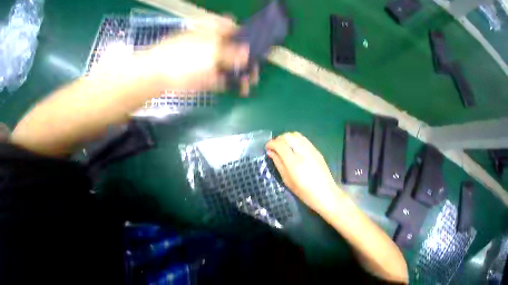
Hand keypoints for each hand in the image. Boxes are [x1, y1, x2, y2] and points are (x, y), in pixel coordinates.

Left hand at [140, 16, 258, 95]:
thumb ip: (231, 53)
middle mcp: (216, 47)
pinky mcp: (212, 78)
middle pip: (237, 53)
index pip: (235, 31)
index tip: (258, 49)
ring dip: (243, 76)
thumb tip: (248, 52)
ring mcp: (214, 64)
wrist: (164, 75)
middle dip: (248, 63)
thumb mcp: (211, 52)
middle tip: (255, 74)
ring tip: (249, 85)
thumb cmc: (186, 58)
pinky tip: (242, 90)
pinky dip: (235, 85)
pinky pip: (228, 81)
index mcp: (215, 33)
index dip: (247, 38)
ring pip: (234, 69)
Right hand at [266, 132, 342, 212]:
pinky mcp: (316, 150)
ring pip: (295, 134)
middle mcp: (303, 153)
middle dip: (278, 139)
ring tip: (283, 146)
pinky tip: (292, 147)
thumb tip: (270, 152)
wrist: (327, 194)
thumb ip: (278, 163)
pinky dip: (294, 139)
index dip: (271, 143)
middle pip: (288, 136)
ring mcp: (311, 150)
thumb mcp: (287, 180)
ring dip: (286, 138)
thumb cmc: (304, 192)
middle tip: (275, 147)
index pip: (280, 145)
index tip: (267, 147)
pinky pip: (302, 138)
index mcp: (294, 163)